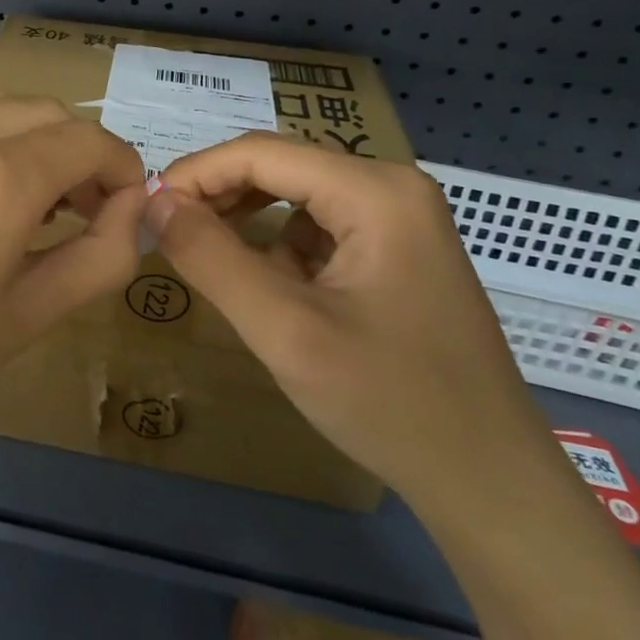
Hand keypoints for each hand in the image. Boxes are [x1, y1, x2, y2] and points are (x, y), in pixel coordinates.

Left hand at [0, 94, 146, 479]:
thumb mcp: (27, 316)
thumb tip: (133, 207)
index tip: (120, 205)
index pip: (90, 140)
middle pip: (46, 112)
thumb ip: (100, 254)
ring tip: (14, 205)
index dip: (121, 168)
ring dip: (25, 142)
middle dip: (76, 153)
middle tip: (74, 210)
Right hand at [147, 135, 555, 514]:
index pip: (261, 153)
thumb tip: (154, 200)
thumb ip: (211, 257)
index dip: (196, 173)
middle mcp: (392, 187)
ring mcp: (401, 218)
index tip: (148, 209)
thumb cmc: (390, 404)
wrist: (491, 486)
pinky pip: (320, 227)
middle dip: (219, 196)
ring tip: (213, 263)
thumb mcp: (285, 330)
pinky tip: (272, 290)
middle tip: (169, 235)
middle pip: (281, 167)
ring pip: (296, 196)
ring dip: (247, 222)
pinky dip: (281, 248)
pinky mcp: (399, 249)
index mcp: (376, 191)